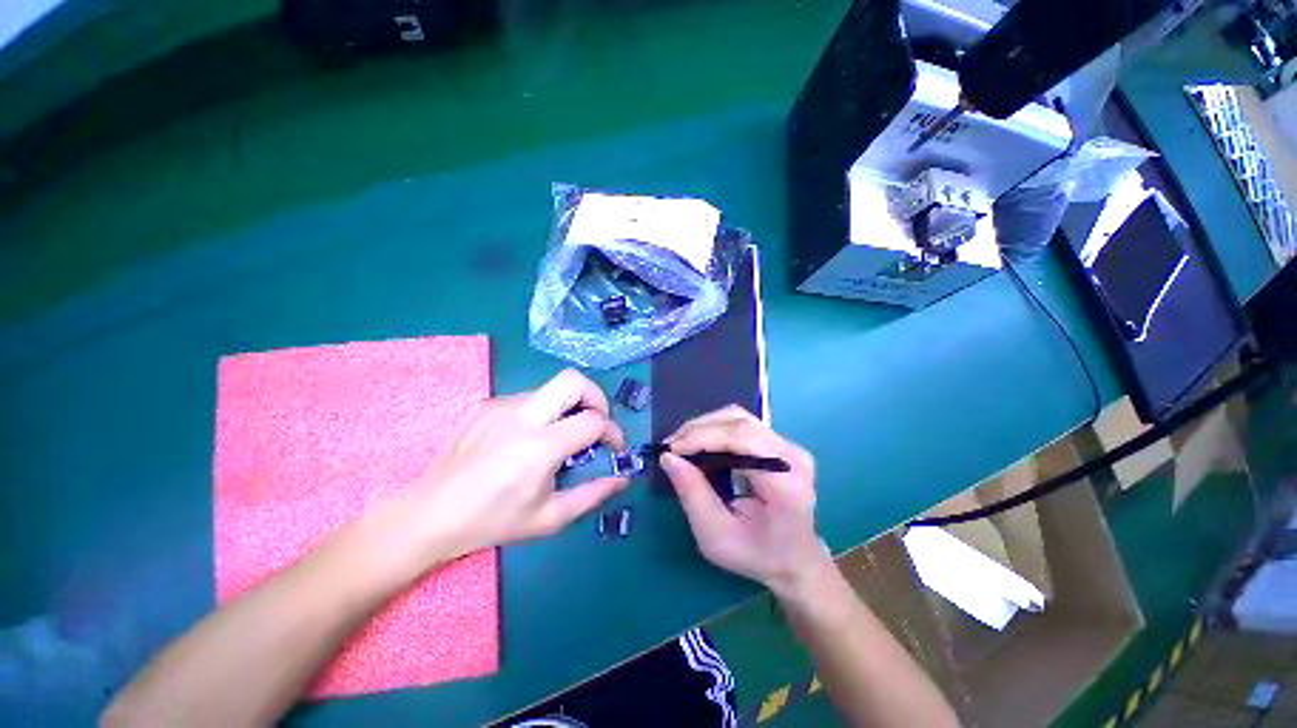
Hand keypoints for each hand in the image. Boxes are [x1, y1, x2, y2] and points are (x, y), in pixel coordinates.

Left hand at [396, 369, 627, 562]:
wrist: (429, 515)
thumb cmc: (493, 521)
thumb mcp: (549, 518)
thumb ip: (592, 495)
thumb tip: (622, 479)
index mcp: (540, 447)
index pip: (593, 420)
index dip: (613, 431)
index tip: (613, 447)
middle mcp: (521, 416)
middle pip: (574, 380)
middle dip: (596, 397)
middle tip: (595, 421)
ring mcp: (499, 405)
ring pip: (550, 390)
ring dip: (565, 409)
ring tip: (557, 439)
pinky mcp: (483, 404)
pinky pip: (525, 400)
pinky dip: (538, 414)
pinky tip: (523, 441)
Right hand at [659, 405, 827, 594]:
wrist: (795, 560)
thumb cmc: (756, 554)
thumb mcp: (716, 536)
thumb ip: (692, 494)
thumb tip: (668, 457)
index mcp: (785, 482)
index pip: (743, 438)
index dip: (703, 437)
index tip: (671, 450)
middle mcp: (792, 456)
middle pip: (740, 422)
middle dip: (699, 429)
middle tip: (671, 447)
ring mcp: (789, 446)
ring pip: (739, 417)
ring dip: (705, 426)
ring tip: (682, 444)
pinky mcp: (781, 443)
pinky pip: (742, 424)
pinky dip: (715, 429)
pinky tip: (700, 444)